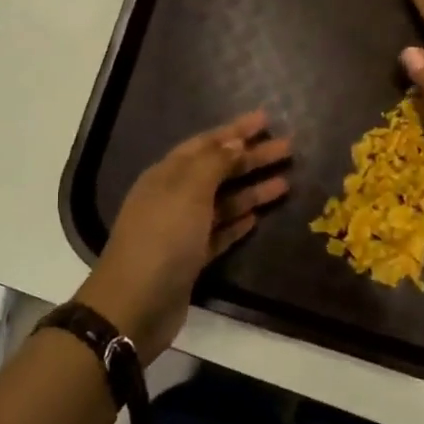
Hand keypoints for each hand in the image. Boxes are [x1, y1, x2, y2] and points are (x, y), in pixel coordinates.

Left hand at [74, 110, 290, 362]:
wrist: (135, 304)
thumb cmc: (162, 238)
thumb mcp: (187, 191)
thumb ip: (213, 163)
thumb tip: (235, 141)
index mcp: (167, 175)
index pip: (206, 144)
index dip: (235, 130)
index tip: (266, 119)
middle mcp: (173, 197)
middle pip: (218, 171)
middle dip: (251, 158)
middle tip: (288, 149)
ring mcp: (182, 230)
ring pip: (222, 202)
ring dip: (251, 190)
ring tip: (285, 182)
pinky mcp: (190, 259)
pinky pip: (219, 233)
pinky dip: (237, 223)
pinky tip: (257, 218)